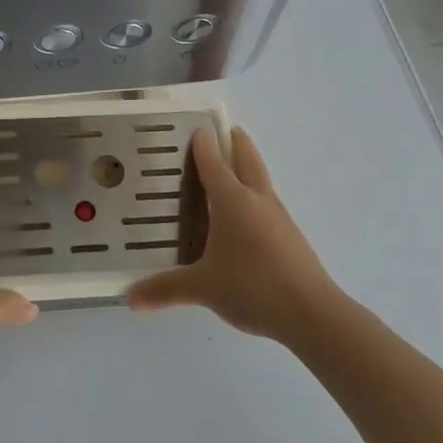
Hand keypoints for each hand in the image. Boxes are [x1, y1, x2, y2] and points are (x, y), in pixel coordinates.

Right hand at [127, 126, 345, 343]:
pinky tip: (246, 217)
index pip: (214, 164)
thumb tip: (131, 298)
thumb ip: (166, 289)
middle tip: (226, 130)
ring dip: (248, 168)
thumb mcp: (203, 288)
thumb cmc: (252, 287)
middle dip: (237, 143)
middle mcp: (257, 201)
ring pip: (261, 181)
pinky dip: (255, 197)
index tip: (196, 129)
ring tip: (232, 170)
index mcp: (233, 201)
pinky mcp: (291, 237)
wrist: (311, 313)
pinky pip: (268, 204)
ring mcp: (279, 218)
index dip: (204, 145)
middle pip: (248, 161)